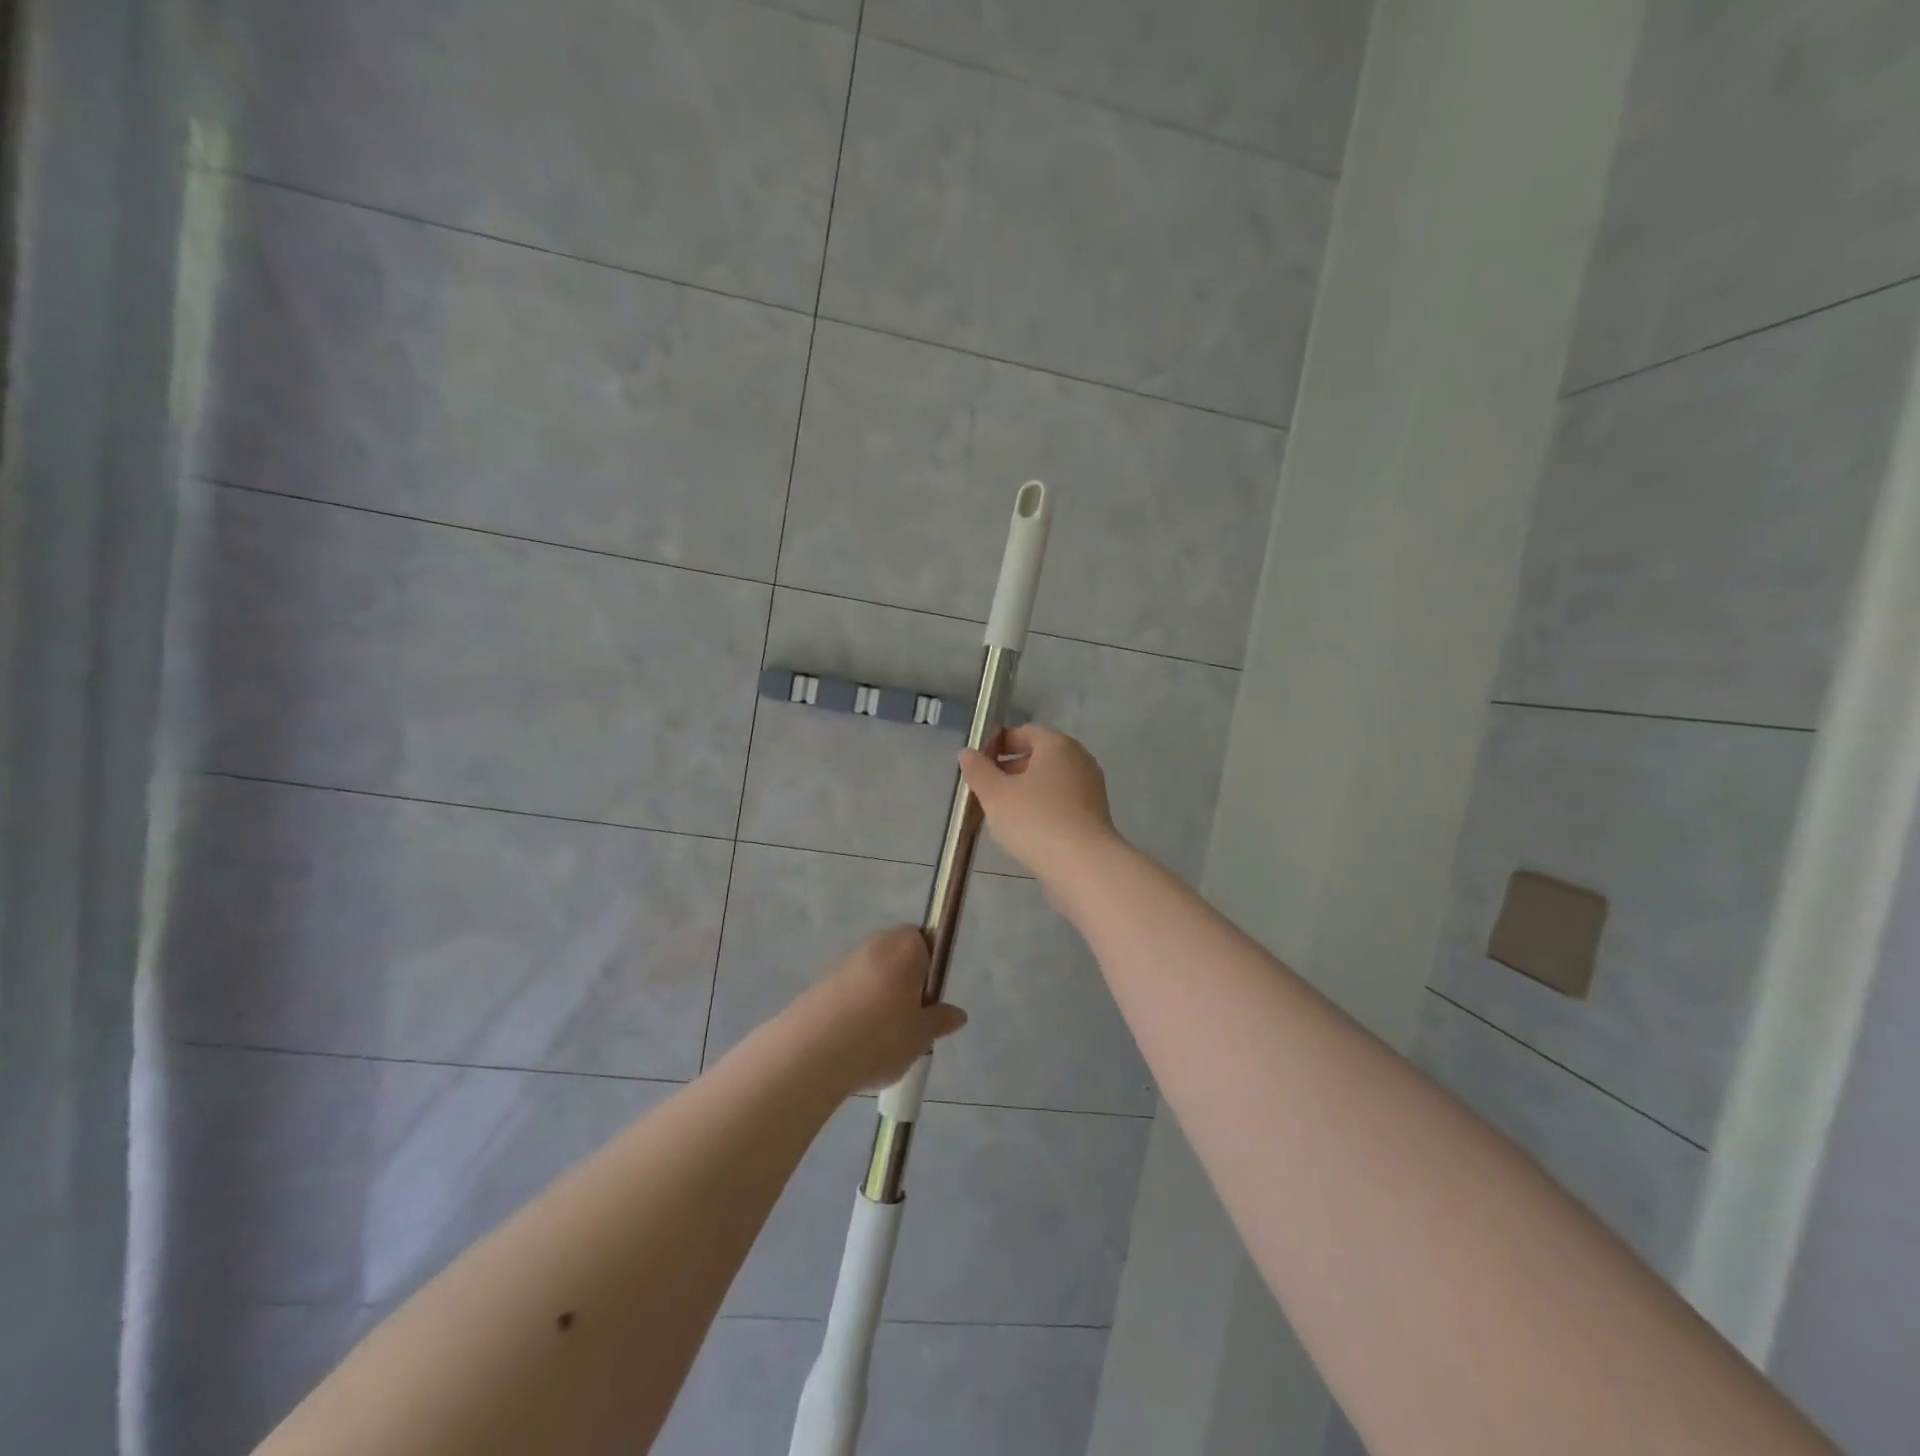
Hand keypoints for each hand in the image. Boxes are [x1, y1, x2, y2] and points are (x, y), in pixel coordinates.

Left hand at [794, 926, 967, 1093]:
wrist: (811, 1053)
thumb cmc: (880, 1037)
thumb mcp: (920, 1036)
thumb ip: (939, 1021)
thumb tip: (957, 1014)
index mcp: (905, 947)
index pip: (925, 939)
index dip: (930, 965)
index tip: (929, 998)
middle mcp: (875, 944)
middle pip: (897, 954)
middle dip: (905, 980)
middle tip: (910, 1019)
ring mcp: (844, 962)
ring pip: (872, 972)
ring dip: (879, 994)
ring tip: (880, 1037)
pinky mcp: (820, 983)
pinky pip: (848, 989)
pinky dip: (854, 1006)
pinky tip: (853, 1041)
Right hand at [959, 724, 1121, 878]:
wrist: (1083, 865)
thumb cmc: (1035, 820)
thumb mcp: (995, 794)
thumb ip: (978, 770)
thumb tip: (968, 753)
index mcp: (1058, 745)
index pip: (1025, 732)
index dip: (999, 743)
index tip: (979, 762)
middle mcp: (1079, 760)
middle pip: (1040, 756)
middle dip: (1011, 768)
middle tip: (986, 788)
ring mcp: (1091, 788)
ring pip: (1051, 781)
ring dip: (1026, 790)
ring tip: (1001, 811)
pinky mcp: (1094, 815)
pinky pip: (1062, 802)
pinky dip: (1043, 807)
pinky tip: (1026, 829)